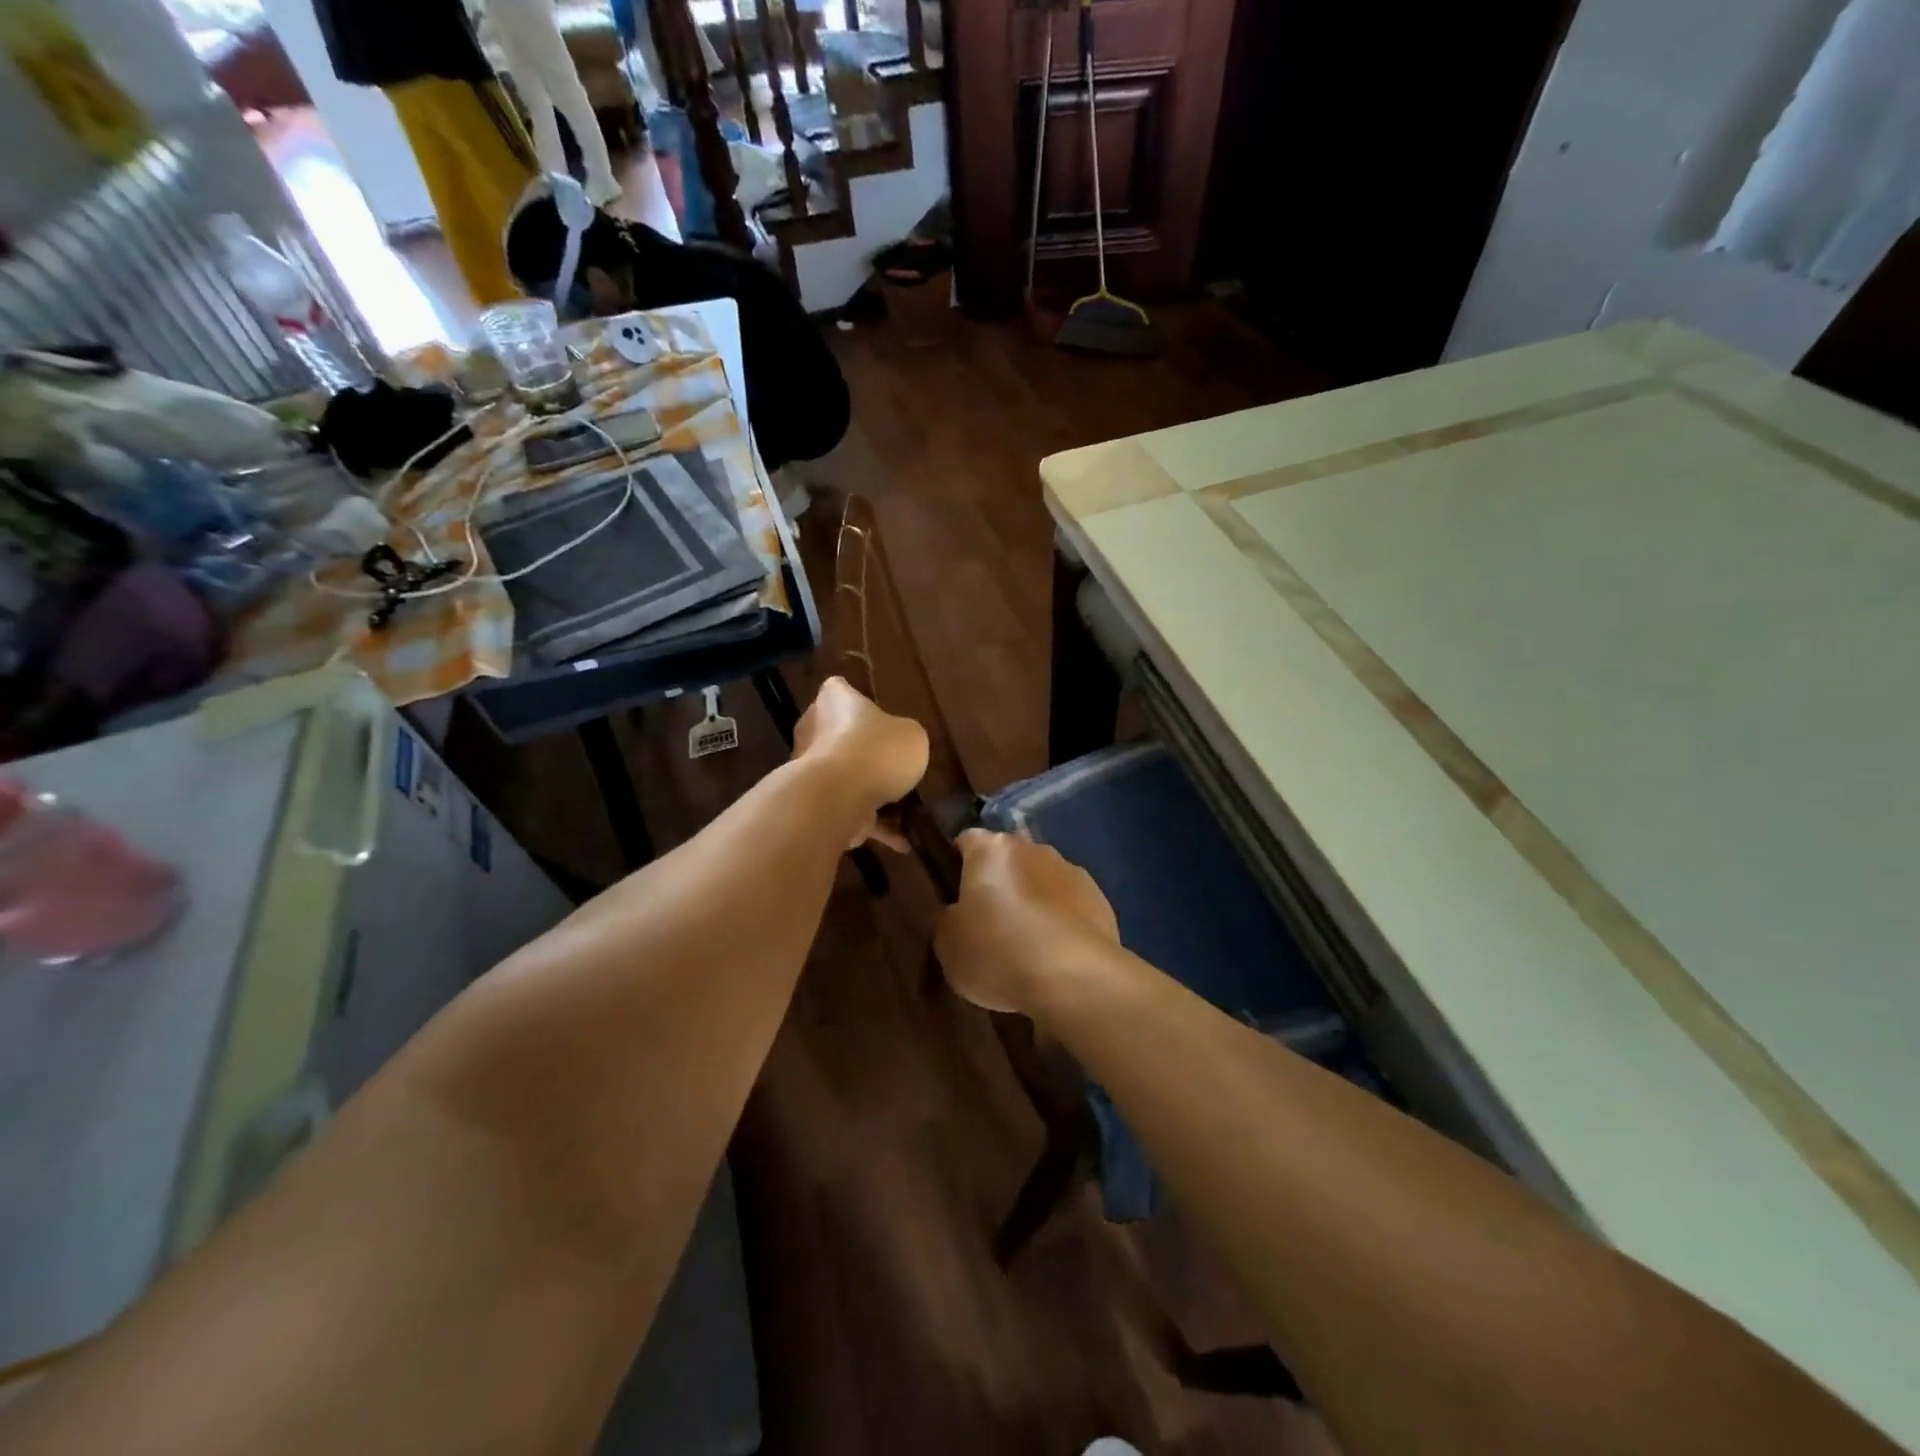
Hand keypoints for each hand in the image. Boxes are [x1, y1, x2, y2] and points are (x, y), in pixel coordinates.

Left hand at [792, 676, 929, 848]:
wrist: (837, 798)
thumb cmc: (876, 751)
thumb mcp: (912, 736)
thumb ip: (905, 737)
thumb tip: (899, 746)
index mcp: (835, 701)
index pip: (839, 689)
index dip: (854, 698)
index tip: (875, 714)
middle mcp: (814, 730)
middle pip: (839, 735)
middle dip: (863, 751)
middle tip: (894, 764)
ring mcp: (811, 770)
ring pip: (845, 777)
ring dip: (870, 792)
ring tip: (905, 810)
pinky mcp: (815, 804)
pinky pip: (849, 811)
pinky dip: (873, 826)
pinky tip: (902, 842)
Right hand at [934, 829, 1119, 1012]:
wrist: (1074, 978)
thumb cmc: (999, 955)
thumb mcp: (949, 946)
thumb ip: (949, 920)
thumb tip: (959, 913)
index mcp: (990, 850)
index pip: (967, 841)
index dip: (958, 865)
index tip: (955, 894)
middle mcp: (1032, 848)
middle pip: (1008, 859)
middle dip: (999, 882)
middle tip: (989, 922)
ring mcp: (1070, 870)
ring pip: (1041, 879)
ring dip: (1032, 899)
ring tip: (1027, 944)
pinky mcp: (1099, 898)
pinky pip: (1069, 904)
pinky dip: (1061, 920)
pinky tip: (1056, 954)